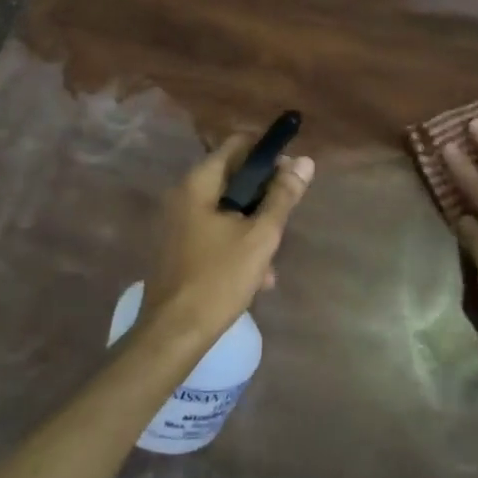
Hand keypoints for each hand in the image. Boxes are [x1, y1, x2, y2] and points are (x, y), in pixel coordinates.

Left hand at [140, 134, 314, 342]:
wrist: (173, 333)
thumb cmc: (219, 278)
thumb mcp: (260, 236)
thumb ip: (283, 196)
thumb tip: (304, 161)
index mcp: (198, 182)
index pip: (237, 144)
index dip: (267, 152)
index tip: (292, 172)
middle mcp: (183, 194)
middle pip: (233, 177)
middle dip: (263, 195)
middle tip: (286, 216)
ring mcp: (177, 222)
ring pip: (226, 208)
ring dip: (252, 225)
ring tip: (272, 258)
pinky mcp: (177, 246)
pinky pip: (213, 230)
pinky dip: (235, 242)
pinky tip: (256, 275)